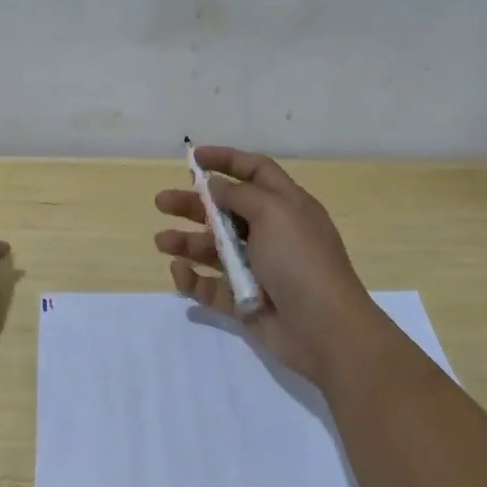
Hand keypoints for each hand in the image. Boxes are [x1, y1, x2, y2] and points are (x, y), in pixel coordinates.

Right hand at [154, 147, 373, 381]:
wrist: (325, 329)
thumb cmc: (300, 260)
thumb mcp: (273, 213)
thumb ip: (239, 195)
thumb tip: (215, 185)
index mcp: (286, 206)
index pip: (256, 171)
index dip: (227, 160)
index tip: (195, 157)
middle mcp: (272, 234)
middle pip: (226, 210)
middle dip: (194, 204)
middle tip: (161, 202)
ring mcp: (258, 269)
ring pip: (214, 249)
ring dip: (187, 242)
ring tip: (161, 241)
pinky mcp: (245, 301)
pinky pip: (212, 286)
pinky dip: (194, 279)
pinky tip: (179, 271)